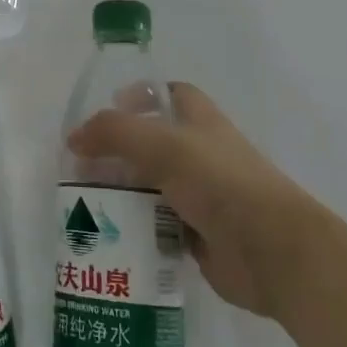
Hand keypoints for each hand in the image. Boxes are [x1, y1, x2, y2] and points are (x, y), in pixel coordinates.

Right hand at [68, 83, 327, 318]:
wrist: (273, 252)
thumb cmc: (221, 183)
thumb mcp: (162, 145)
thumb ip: (114, 132)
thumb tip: (73, 138)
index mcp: (201, 123)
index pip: (172, 94)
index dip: (143, 95)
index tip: (111, 107)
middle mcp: (202, 155)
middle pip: (152, 144)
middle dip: (117, 151)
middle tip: (80, 164)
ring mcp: (201, 197)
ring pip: (150, 187)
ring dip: (120, 193)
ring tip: (82, 202)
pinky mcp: (197, 236)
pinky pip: (156, 225)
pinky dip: (134, 228)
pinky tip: (107, 234)